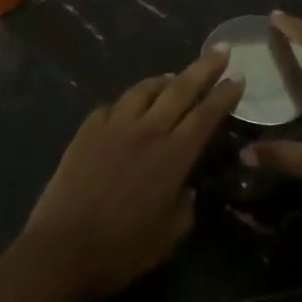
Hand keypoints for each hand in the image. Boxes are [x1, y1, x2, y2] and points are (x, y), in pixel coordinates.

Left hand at [21, 49, 242, 301]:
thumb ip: (185, 205)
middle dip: (204, 67)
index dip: (224, 95)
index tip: (239, 77)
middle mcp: (146, 130)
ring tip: (174, 77)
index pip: (206, 115)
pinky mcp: (87, 129)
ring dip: (164, 80)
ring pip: (144, 90)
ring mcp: (113, 125)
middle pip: (180, 89)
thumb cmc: (122, 250)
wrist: (62, 248)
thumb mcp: (170, 235)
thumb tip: (186, 187)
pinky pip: (113, 106)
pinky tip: (129, 108)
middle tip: (221, 51)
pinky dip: (128, 103)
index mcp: (173, 156)